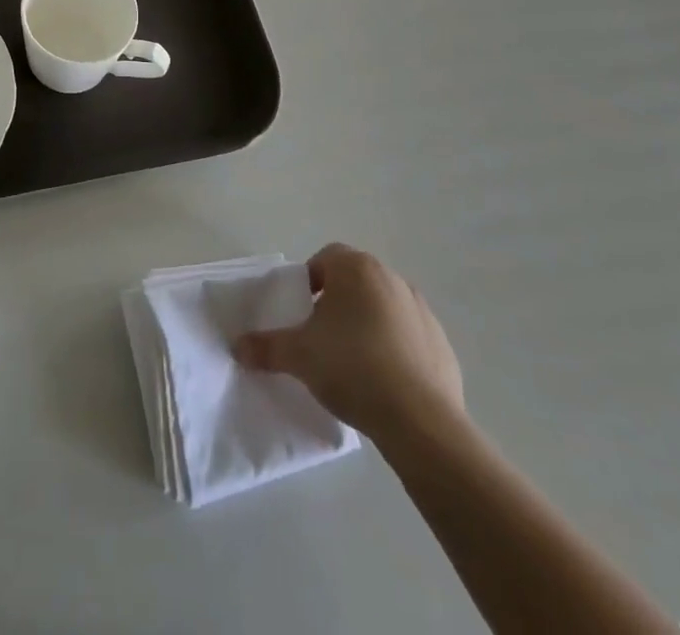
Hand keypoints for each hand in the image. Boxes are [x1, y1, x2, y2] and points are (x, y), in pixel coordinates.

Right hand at [234, 243, 464, 446]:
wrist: (420, 421)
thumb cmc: (352, 368)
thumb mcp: (298, 356)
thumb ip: (266, 346)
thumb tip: (237, 347)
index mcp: (356, 269)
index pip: (325, 258)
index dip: (309, 281)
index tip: (302, 312)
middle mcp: (391, 278)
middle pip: (355, 281)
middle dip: (337, 303)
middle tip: (321, 338)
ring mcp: (421, 310)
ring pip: (383, 308)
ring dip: (367, 325)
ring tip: (353, 364)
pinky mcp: (442, 344)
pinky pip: (409, 337)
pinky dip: (395, 350)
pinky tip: (384, 383)